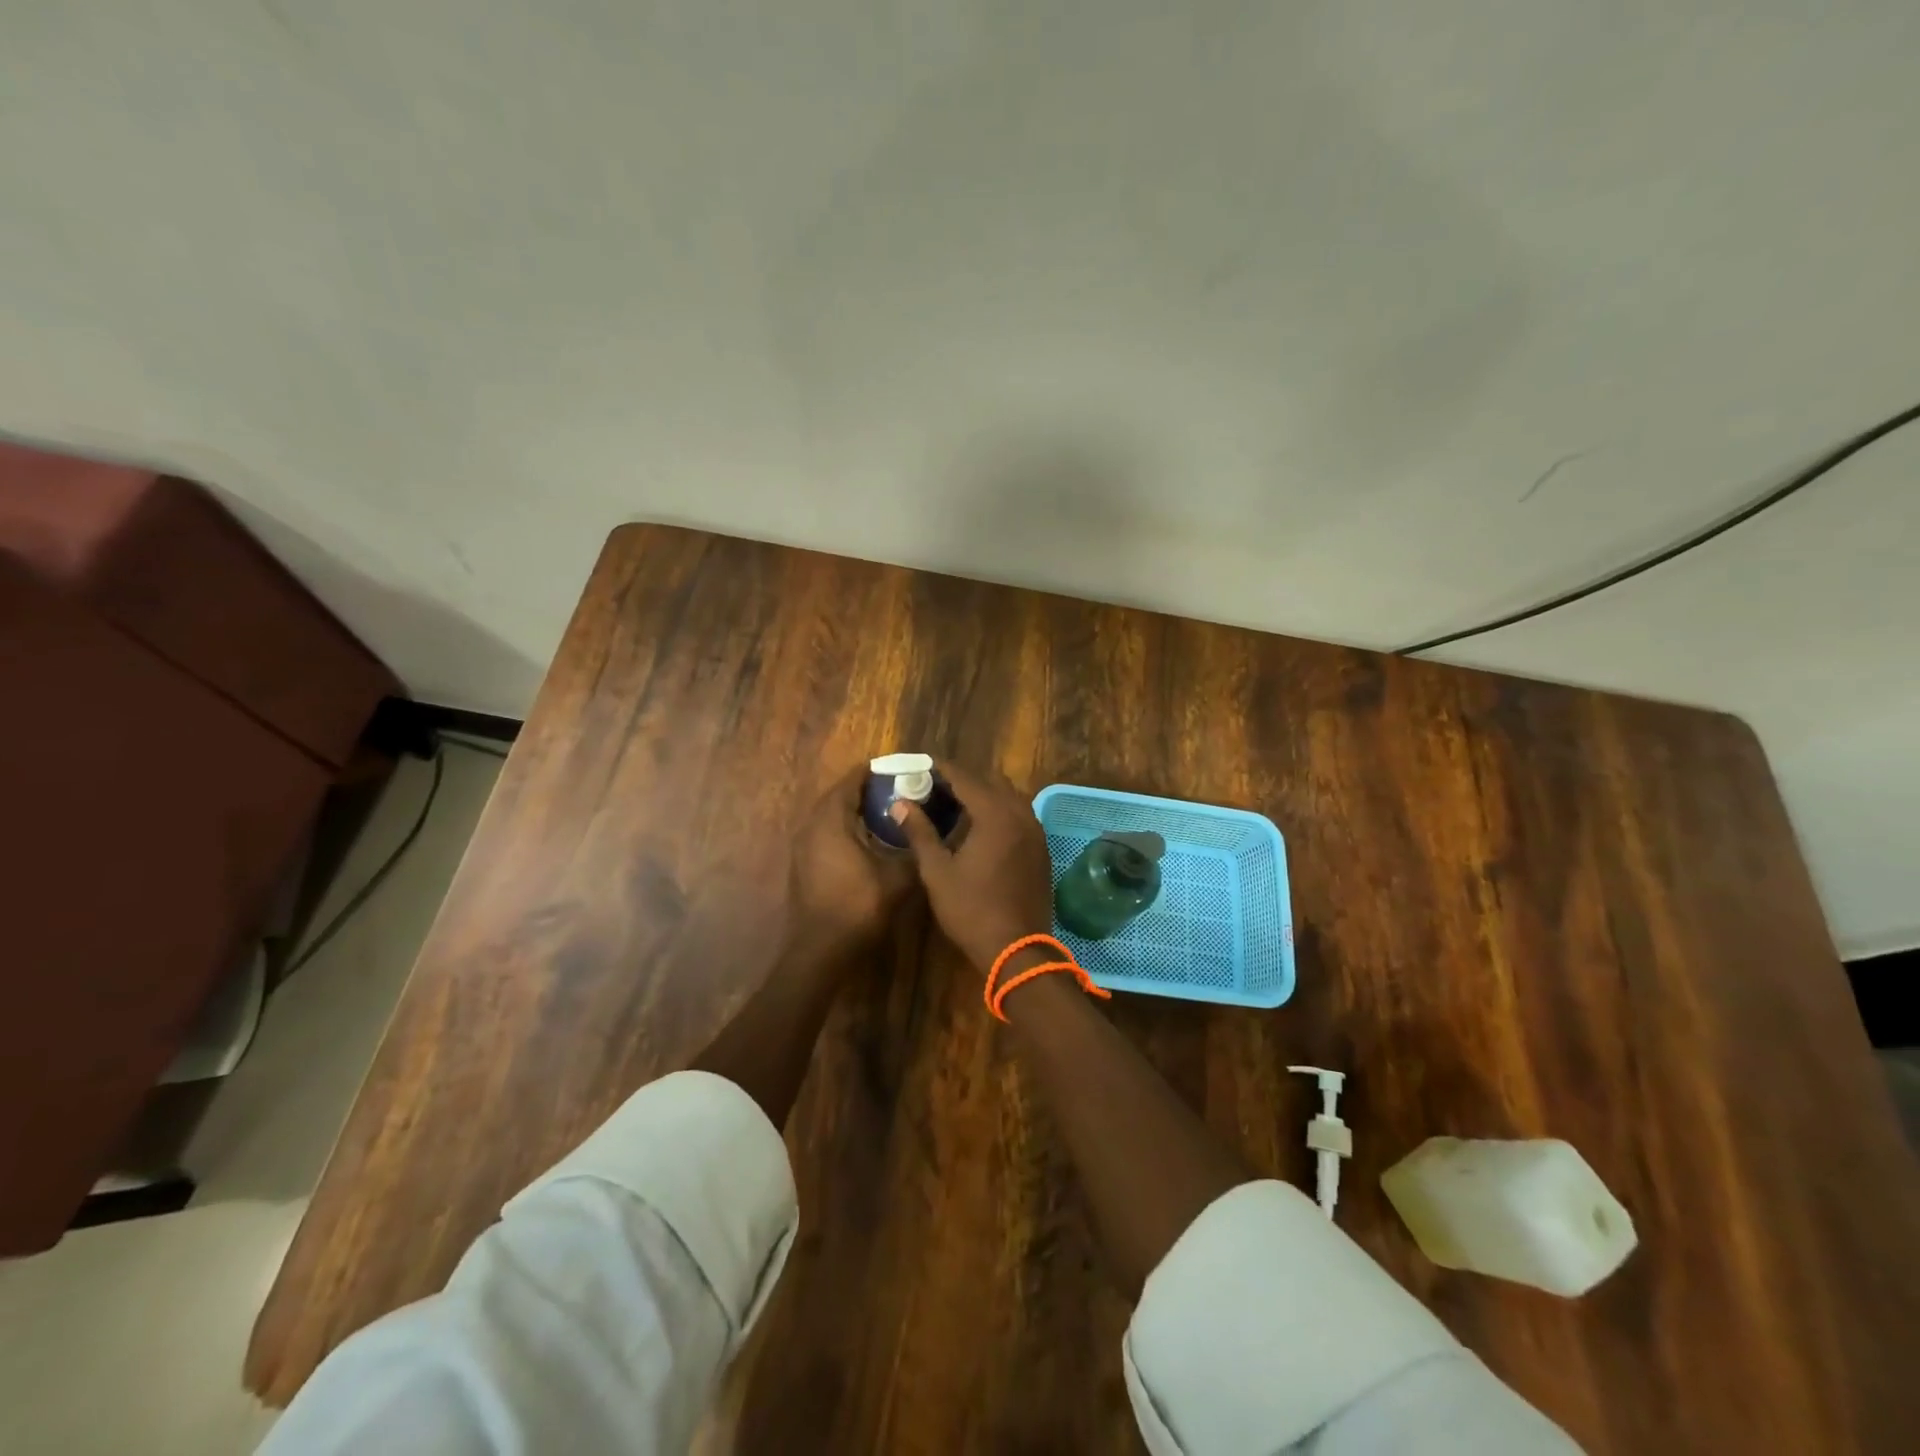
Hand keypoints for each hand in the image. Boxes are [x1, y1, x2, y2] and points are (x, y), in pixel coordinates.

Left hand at [788, 764, 915, 954]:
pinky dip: (845, 828)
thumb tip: (930, 832)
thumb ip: (914, 849)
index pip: (851, 781)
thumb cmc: (858, 907)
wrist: (820, 950)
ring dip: (854, 810)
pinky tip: (867, 840)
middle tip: (897, 790)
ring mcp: (802, 846)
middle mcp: (811, 826)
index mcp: (831, 820)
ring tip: (885, 812)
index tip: (900, 770)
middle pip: (839, 795)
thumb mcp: (897, 878)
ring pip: (830, 815)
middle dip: (866, 790)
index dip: (875, 772)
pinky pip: (824, 833)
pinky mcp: (803, 864)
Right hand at [892, 762, 1054, 972]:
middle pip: (990, 782)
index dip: (941, 769)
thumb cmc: (972, 910)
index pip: (965, 778)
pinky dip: (1000, 811)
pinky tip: (980, 828)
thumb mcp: (937, 872)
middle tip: (934, 787)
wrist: (1018, 950)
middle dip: (963, 780)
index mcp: (995, 814)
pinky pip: (1019, 815)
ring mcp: (1035, 831)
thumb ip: (920, 833)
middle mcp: (1020, 814)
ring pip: (1009, 797)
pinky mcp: (1041, 848)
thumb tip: (900, 803)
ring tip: (955, 806)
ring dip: (984, 795)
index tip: (920, 765)